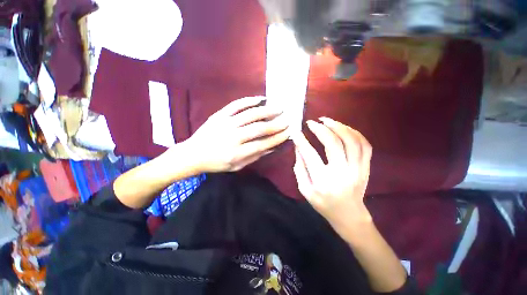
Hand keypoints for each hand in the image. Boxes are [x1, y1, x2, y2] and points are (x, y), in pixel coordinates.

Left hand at [186, 96, 288, 172]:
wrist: (193, 154)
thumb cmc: (216, 163)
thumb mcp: (236, 166)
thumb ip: (254, 157)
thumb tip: (272, 147)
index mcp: (237, 153)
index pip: (263, 144)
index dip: (277, 138)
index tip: (288, 133)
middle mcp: (233, 137)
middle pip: (259, 128)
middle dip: (276, 124)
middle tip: (287, 120)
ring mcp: (225, 123)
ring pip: (251, 114)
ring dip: (267, 110)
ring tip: (279, 108)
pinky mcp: (219, 115)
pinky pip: (236, 104)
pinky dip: (249, 100)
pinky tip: (261, 99)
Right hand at [292, 117, 372, 235]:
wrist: (349, 215)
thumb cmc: (323, 204)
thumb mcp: (304, 189)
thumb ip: (299, 167)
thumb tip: (298, 147)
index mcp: (323, 181)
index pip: (310, 155)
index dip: (302, 141)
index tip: (296, 132)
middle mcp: (342, 173)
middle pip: (333, 144)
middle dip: (321, 129)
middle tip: (312, 123)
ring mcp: (357, 169)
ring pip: (352, 141)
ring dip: (338, 126)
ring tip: (327, 120)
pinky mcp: (366, 168)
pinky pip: (365, 145)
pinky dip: (354, 132)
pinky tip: (343, 128)